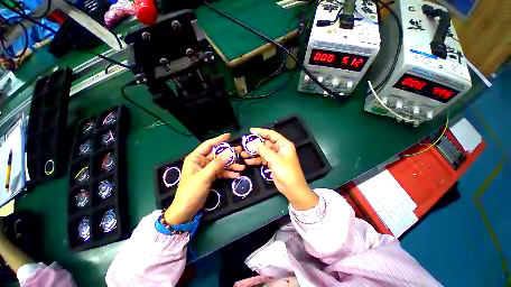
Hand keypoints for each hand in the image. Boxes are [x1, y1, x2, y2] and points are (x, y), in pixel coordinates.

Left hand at [164, 133, 244, 223]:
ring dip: (231, 166)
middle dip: (229, 155)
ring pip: (221, 164)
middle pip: (218, 155)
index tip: (229, 135)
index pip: (208, 145)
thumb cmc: (191, 191)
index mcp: (196, 158)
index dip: (219, 139)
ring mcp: (207, 169)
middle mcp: (202, 162)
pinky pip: (221, 172)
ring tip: (242, 167)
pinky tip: (236, 175)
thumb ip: (217, 164)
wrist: (186, 210)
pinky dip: (228, 173)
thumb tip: (228, 153)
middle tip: (240, 152)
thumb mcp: (204, 176)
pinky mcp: (211, 177)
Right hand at [242, 128, 317, 209]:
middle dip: (255, 144)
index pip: (271, 134)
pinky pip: (263, 159)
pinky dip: (256, 160)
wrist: (292, 188)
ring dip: (254, 153)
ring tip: (243, 153)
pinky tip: (248, 161)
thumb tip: (253, 143)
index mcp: (283, 144)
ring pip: (263, 151)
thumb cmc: (286, 171)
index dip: (261, 131)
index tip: (251, 131)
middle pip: (266, 143)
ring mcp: (276, 157)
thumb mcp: (274, 159)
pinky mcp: (272, 164)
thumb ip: (263, 150)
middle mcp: (280, 149)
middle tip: (245, 143)